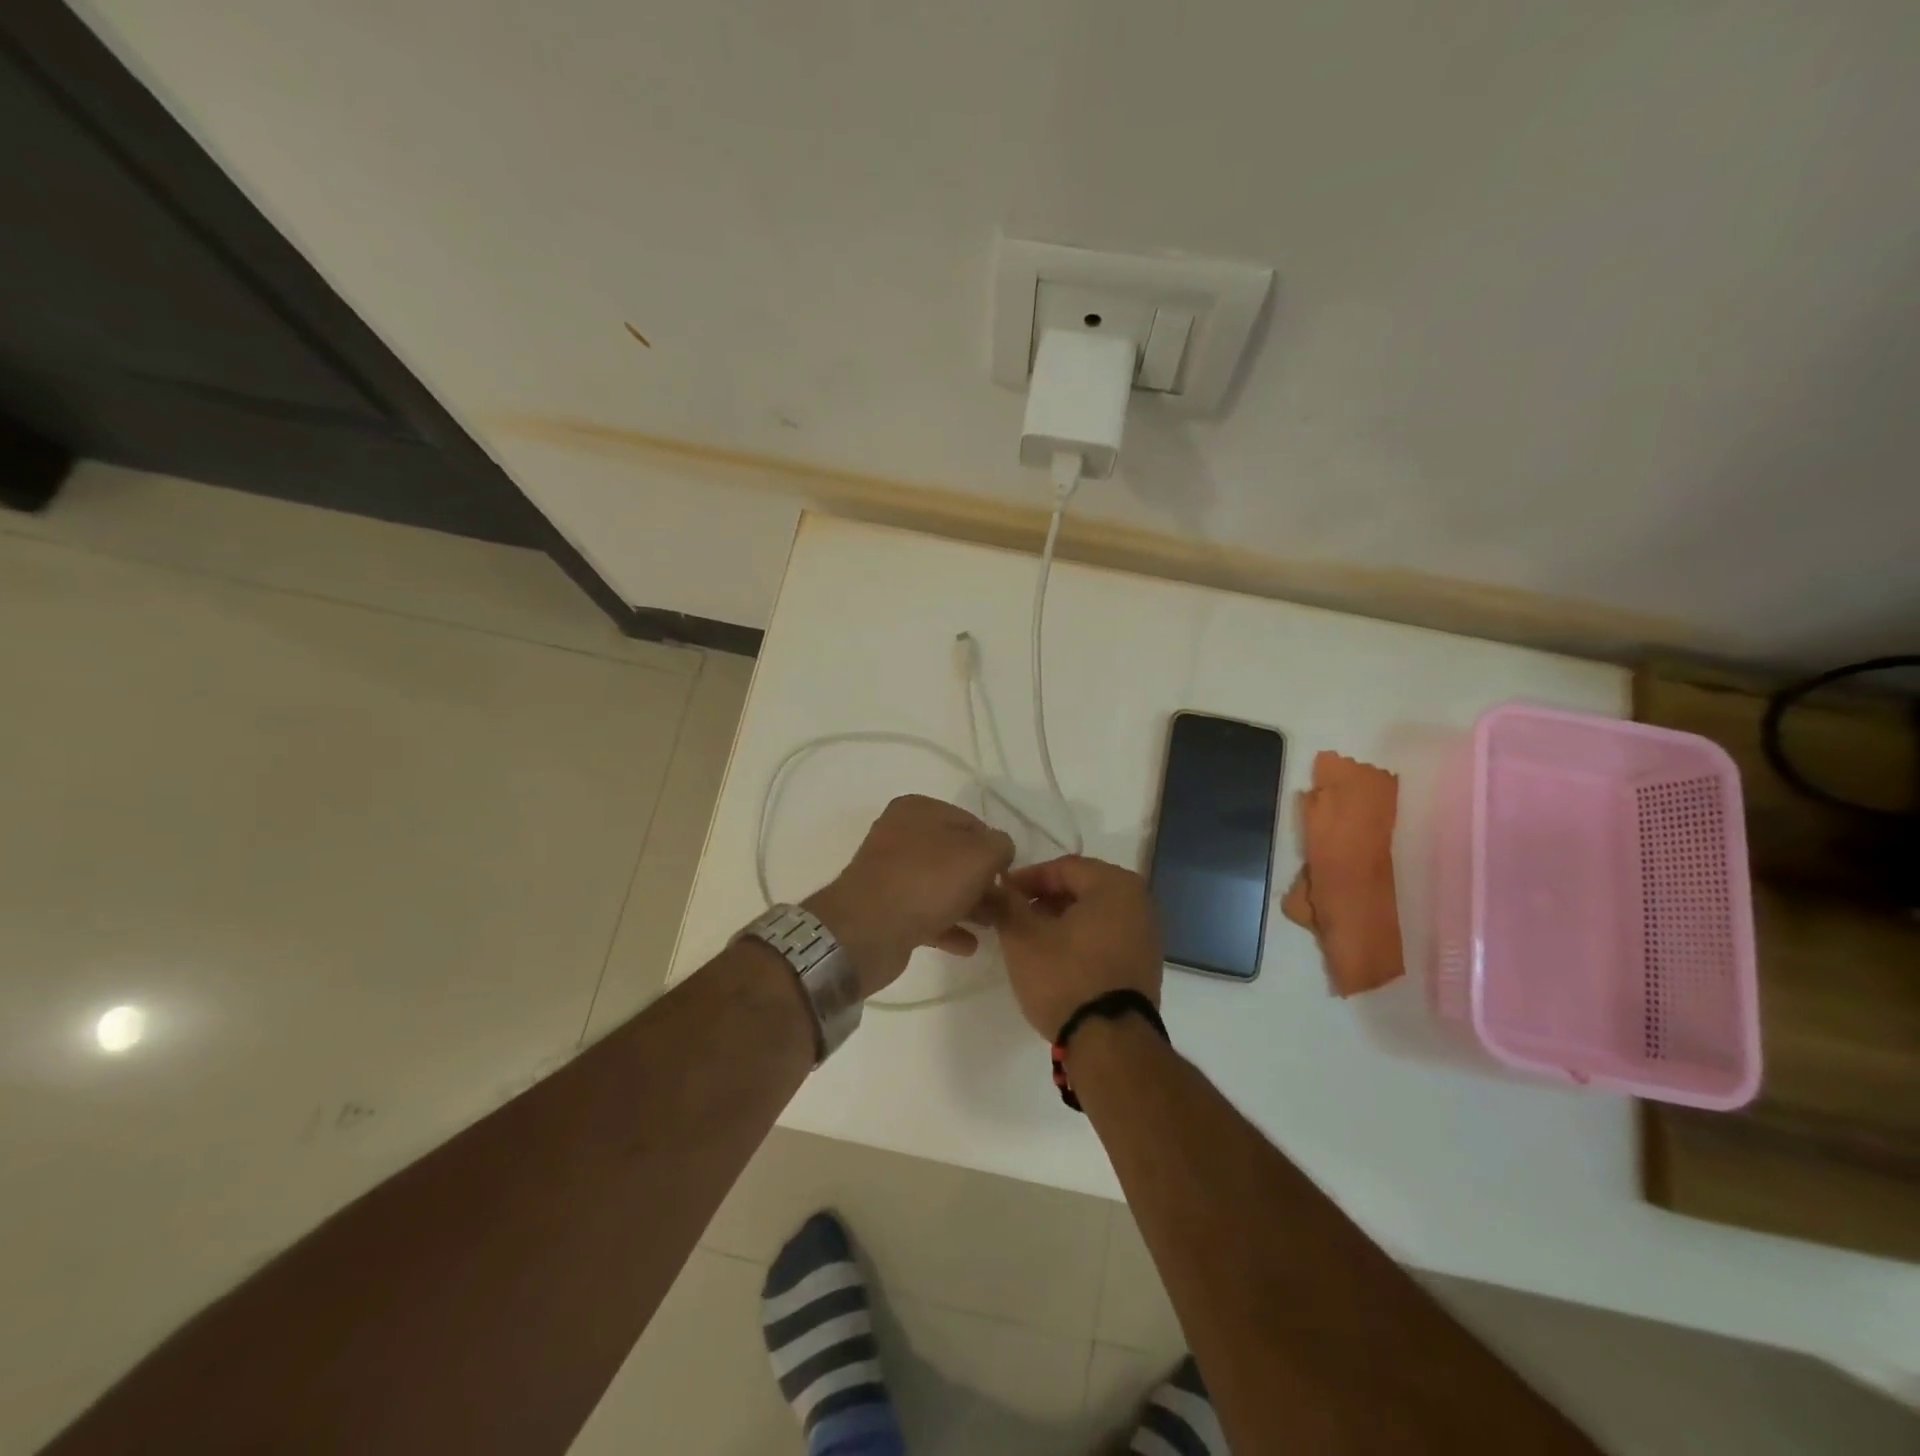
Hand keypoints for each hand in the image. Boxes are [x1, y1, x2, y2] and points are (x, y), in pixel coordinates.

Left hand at [805, 795, 1015, 997]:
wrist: (867, 929)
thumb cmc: (928, 881)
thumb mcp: (980, 854)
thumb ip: (1000, 845)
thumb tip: (999, 851)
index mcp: (918, 809)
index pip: (970, 823)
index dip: (994, 849)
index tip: (1008, 876)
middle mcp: (900, 834)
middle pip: (954, 856)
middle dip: (982, 881)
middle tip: (1003, 906)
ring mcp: (889, 872)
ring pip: (940, 885)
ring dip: (968, 905)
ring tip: (992, 927)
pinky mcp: (883, 907)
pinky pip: (924, 912)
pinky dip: (947, 925)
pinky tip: (968, 945)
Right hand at [997, 855, 1163, 1038]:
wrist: (1111, 1044)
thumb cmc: (1066, 977)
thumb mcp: (1023, 938)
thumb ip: (1006, 905)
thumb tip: (994, 888)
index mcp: (1116, 884)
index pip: (1063, 867)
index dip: (1027, 878)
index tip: (1001, 894)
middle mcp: (1140, 902)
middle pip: (1081, 888)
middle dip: (1044, 900)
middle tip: (1013, 916)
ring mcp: (1147, 935)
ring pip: (1093, 914)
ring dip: (1060, 921)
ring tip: (1030, 940)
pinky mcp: (1144, 965)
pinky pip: (1106, 938)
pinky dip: (1080, 940)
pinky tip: (1056, 959)